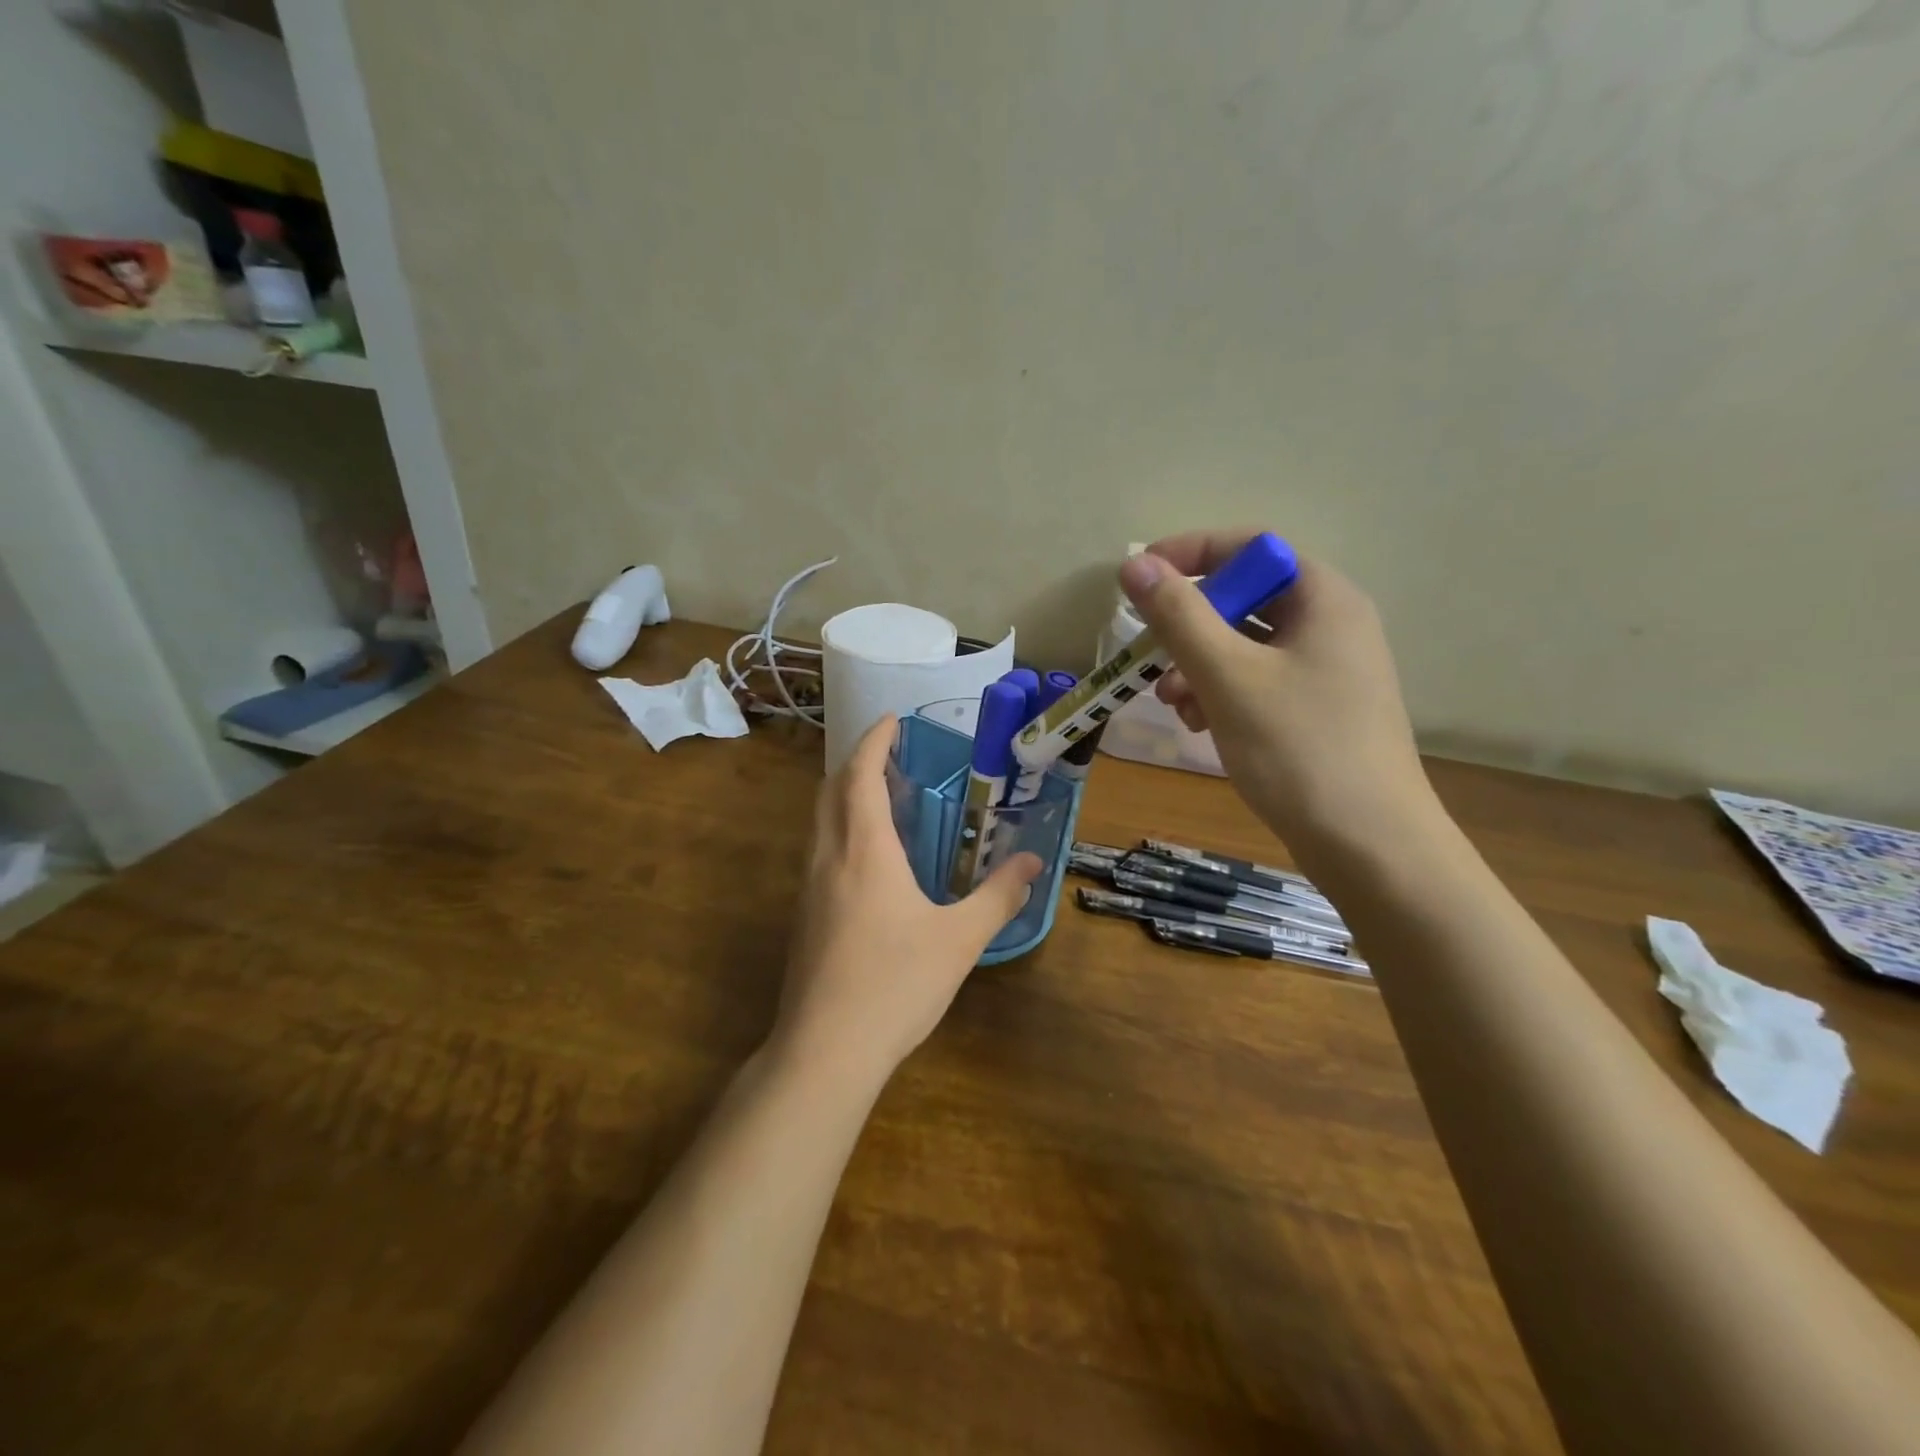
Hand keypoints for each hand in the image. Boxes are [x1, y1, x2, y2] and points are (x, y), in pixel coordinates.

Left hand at [774, 717, 1041, 1083]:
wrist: (825, 1050)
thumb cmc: (895, 984)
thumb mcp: (959, 939)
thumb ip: (998, 896)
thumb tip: (1033, 863)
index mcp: (864, 850)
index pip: (860, 775)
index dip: (874, 741)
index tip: (892, 720)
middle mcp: (828, 857)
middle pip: (831, 790)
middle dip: (857, 762)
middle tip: (892, 755)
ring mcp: (808, 888)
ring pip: (820, 821)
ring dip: (845, 796)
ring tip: (884, 798)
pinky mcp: (804, 916)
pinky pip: (820, 851)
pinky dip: (841, 829)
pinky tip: (869, 859)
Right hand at [1118, 531, 1430, 843]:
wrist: (1368, 845)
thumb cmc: (1299, 749)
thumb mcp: (1228, 677)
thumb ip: (1179, 617)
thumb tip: (1134, 565)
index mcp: (1323, 598)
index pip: (1250, 547)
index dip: (1190, 554)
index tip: (1139, 579)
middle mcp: (1330, 624)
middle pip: (1245, 598)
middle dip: (1190, 626)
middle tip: (1153, 657)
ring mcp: (1326, 670)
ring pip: (1245, 645)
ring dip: (1198, 665)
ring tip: (1173, 704)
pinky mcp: (1316, 709)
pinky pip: (1257, 681)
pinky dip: (1221, 693)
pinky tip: (1199, 726)